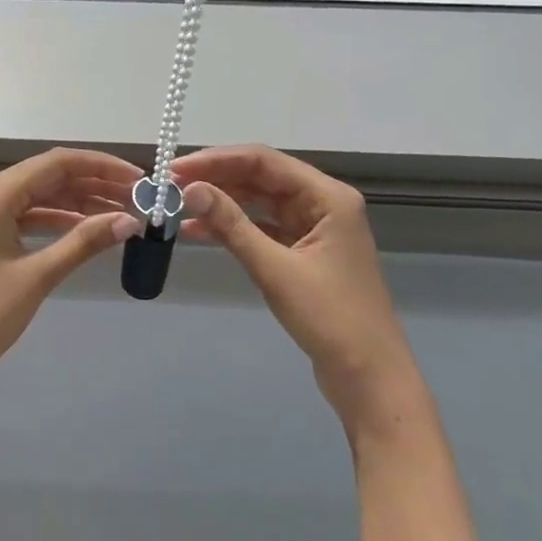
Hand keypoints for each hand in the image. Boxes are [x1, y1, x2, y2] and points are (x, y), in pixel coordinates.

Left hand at [0, 149, 143, 460]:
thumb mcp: (38, 276)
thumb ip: (84, 242)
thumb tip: (130, 221)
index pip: (55, 163)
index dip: (100, 166)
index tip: (137, 178)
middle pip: (48, 175)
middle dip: (93, 184)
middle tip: (136, 197)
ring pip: (39, 195)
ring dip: (78, 202)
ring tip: (120, 213)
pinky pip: (26, 215)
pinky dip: (57, 220)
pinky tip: (86, 228)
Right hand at [173, 146, 419, 434]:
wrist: (370, 380)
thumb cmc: (330, 319)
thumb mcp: (274, 269)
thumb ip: (231, 224)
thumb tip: (190, 188)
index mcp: (328, 196)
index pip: (263, 161)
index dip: (217, 160)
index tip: (177, 168)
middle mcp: (322, 202)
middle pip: (260, 177)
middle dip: (216, 179)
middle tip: (171, 185)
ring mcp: (314, 227)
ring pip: (259, 201)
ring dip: (221, 202)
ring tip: (178, 206)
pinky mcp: (304, 251)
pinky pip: (262, 226)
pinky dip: (233, 227)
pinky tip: (198, 231)